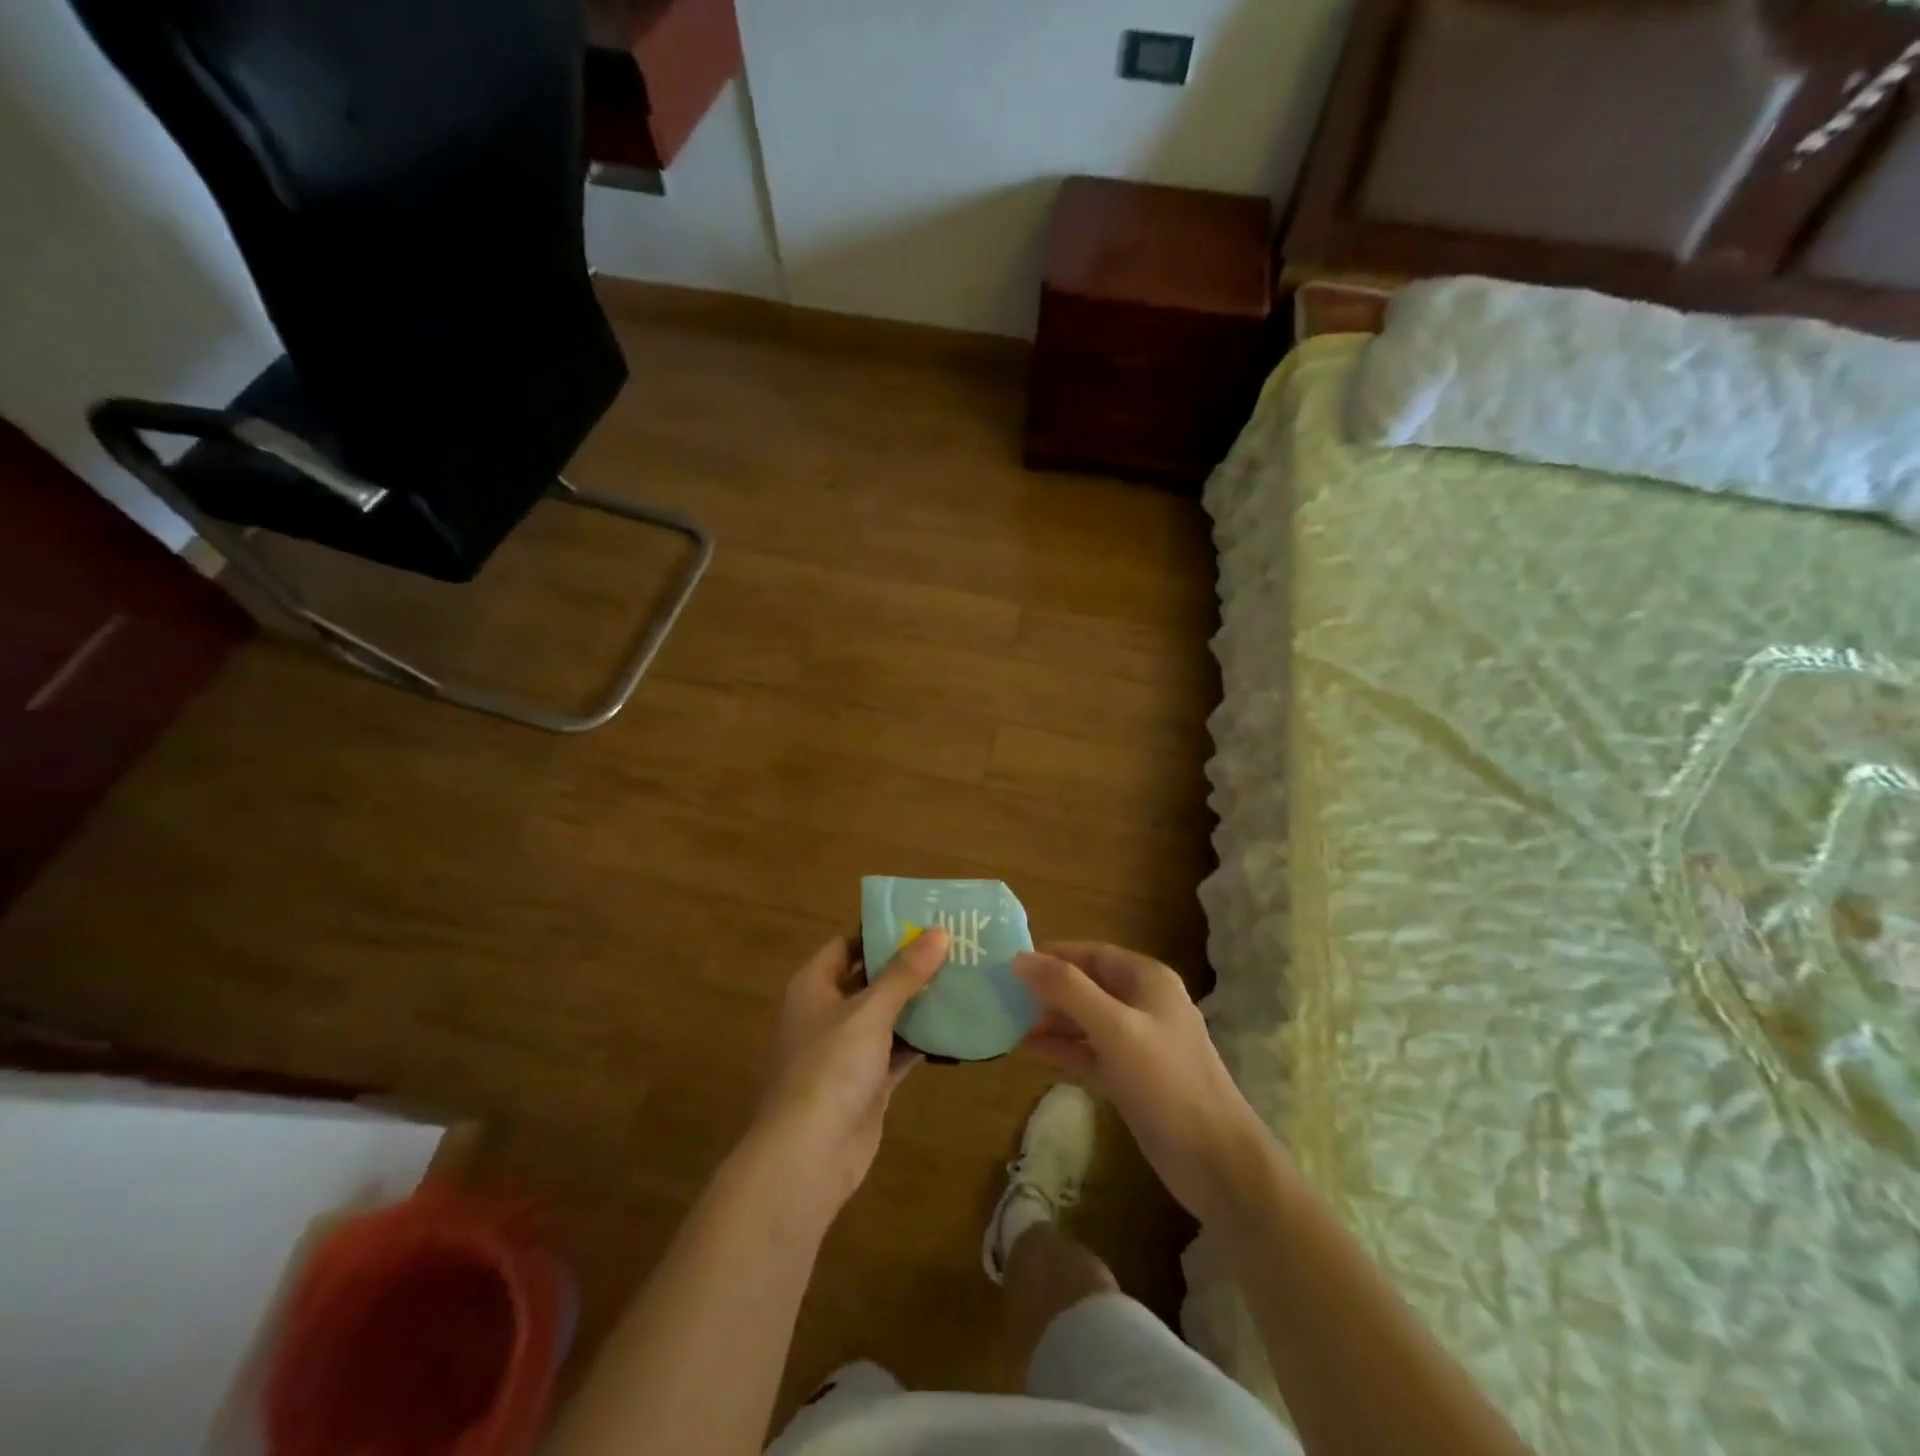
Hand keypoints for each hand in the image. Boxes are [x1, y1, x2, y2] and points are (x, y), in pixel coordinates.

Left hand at [749, 928, 948, 1219]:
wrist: (809, 1155)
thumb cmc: (830, 1067)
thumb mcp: (869, 1012)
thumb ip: (904, 973)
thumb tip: (939, 932)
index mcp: (813, 986)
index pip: (846, 945)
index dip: (879, 932)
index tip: (921, 920)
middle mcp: (827, 1013)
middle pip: (870, 979)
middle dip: (907, 966)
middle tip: (952, 947)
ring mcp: (846, 1051)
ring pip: (886, 1016)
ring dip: (918, 1003)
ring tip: (962, 978)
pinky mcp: (866, 1083)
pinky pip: (897, 1051)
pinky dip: (921, 1041)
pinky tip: (956, 1027)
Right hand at [1014, 942, 1273, 1226]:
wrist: (1215, 1161)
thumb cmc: (1166, 1081)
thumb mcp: (1114, 1028)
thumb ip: (1067, 989)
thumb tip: (1020, 959)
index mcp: (1147, 980)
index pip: (1092, 953)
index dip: (1053, 954)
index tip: (1011, 963)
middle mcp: (1143, 1004)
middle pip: (1087, 985)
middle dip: (1048, 989)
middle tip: (1003, 996)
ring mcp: (1138, 1043)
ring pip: (1086, 1020)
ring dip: (1051, 1020)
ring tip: (1008, 1023)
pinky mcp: (1131, 1077)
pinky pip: (1089, 1052)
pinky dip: (1063, 1049)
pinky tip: (1030, 1050)